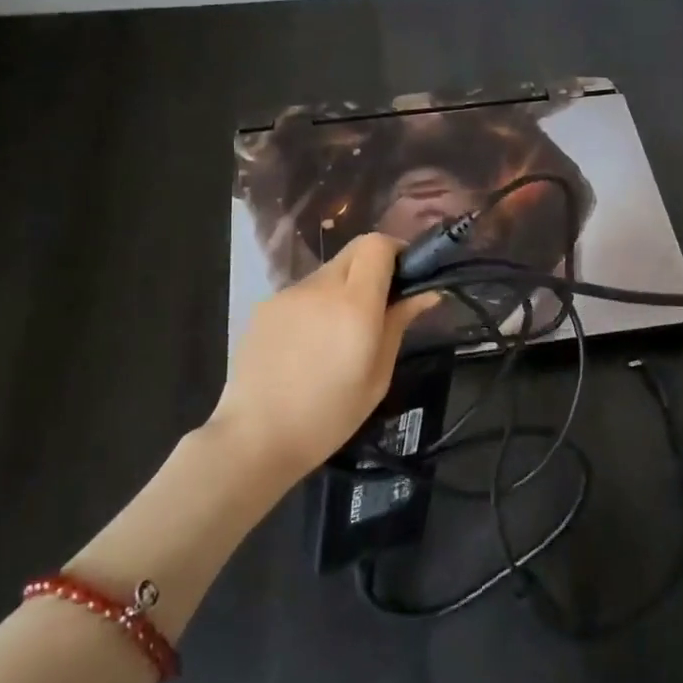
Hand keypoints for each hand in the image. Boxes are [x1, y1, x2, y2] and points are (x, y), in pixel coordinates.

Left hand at [214, 234, 434, 479]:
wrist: (255, 438)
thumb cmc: (329, 416)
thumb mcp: (378, 376)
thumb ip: (399, 324)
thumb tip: (427, 293)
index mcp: (354, 304)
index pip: (377, 245)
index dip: (396, 251)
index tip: (406, 276)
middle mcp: (319, 287)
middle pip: (353, 252)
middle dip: (372, 268)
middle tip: (378, 306)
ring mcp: (287, 294)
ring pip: (327, 273)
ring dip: (342, 289)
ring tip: (338, 335)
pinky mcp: (264, 306)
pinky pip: (302, 294)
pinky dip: (315, 306)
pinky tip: (308, 346)